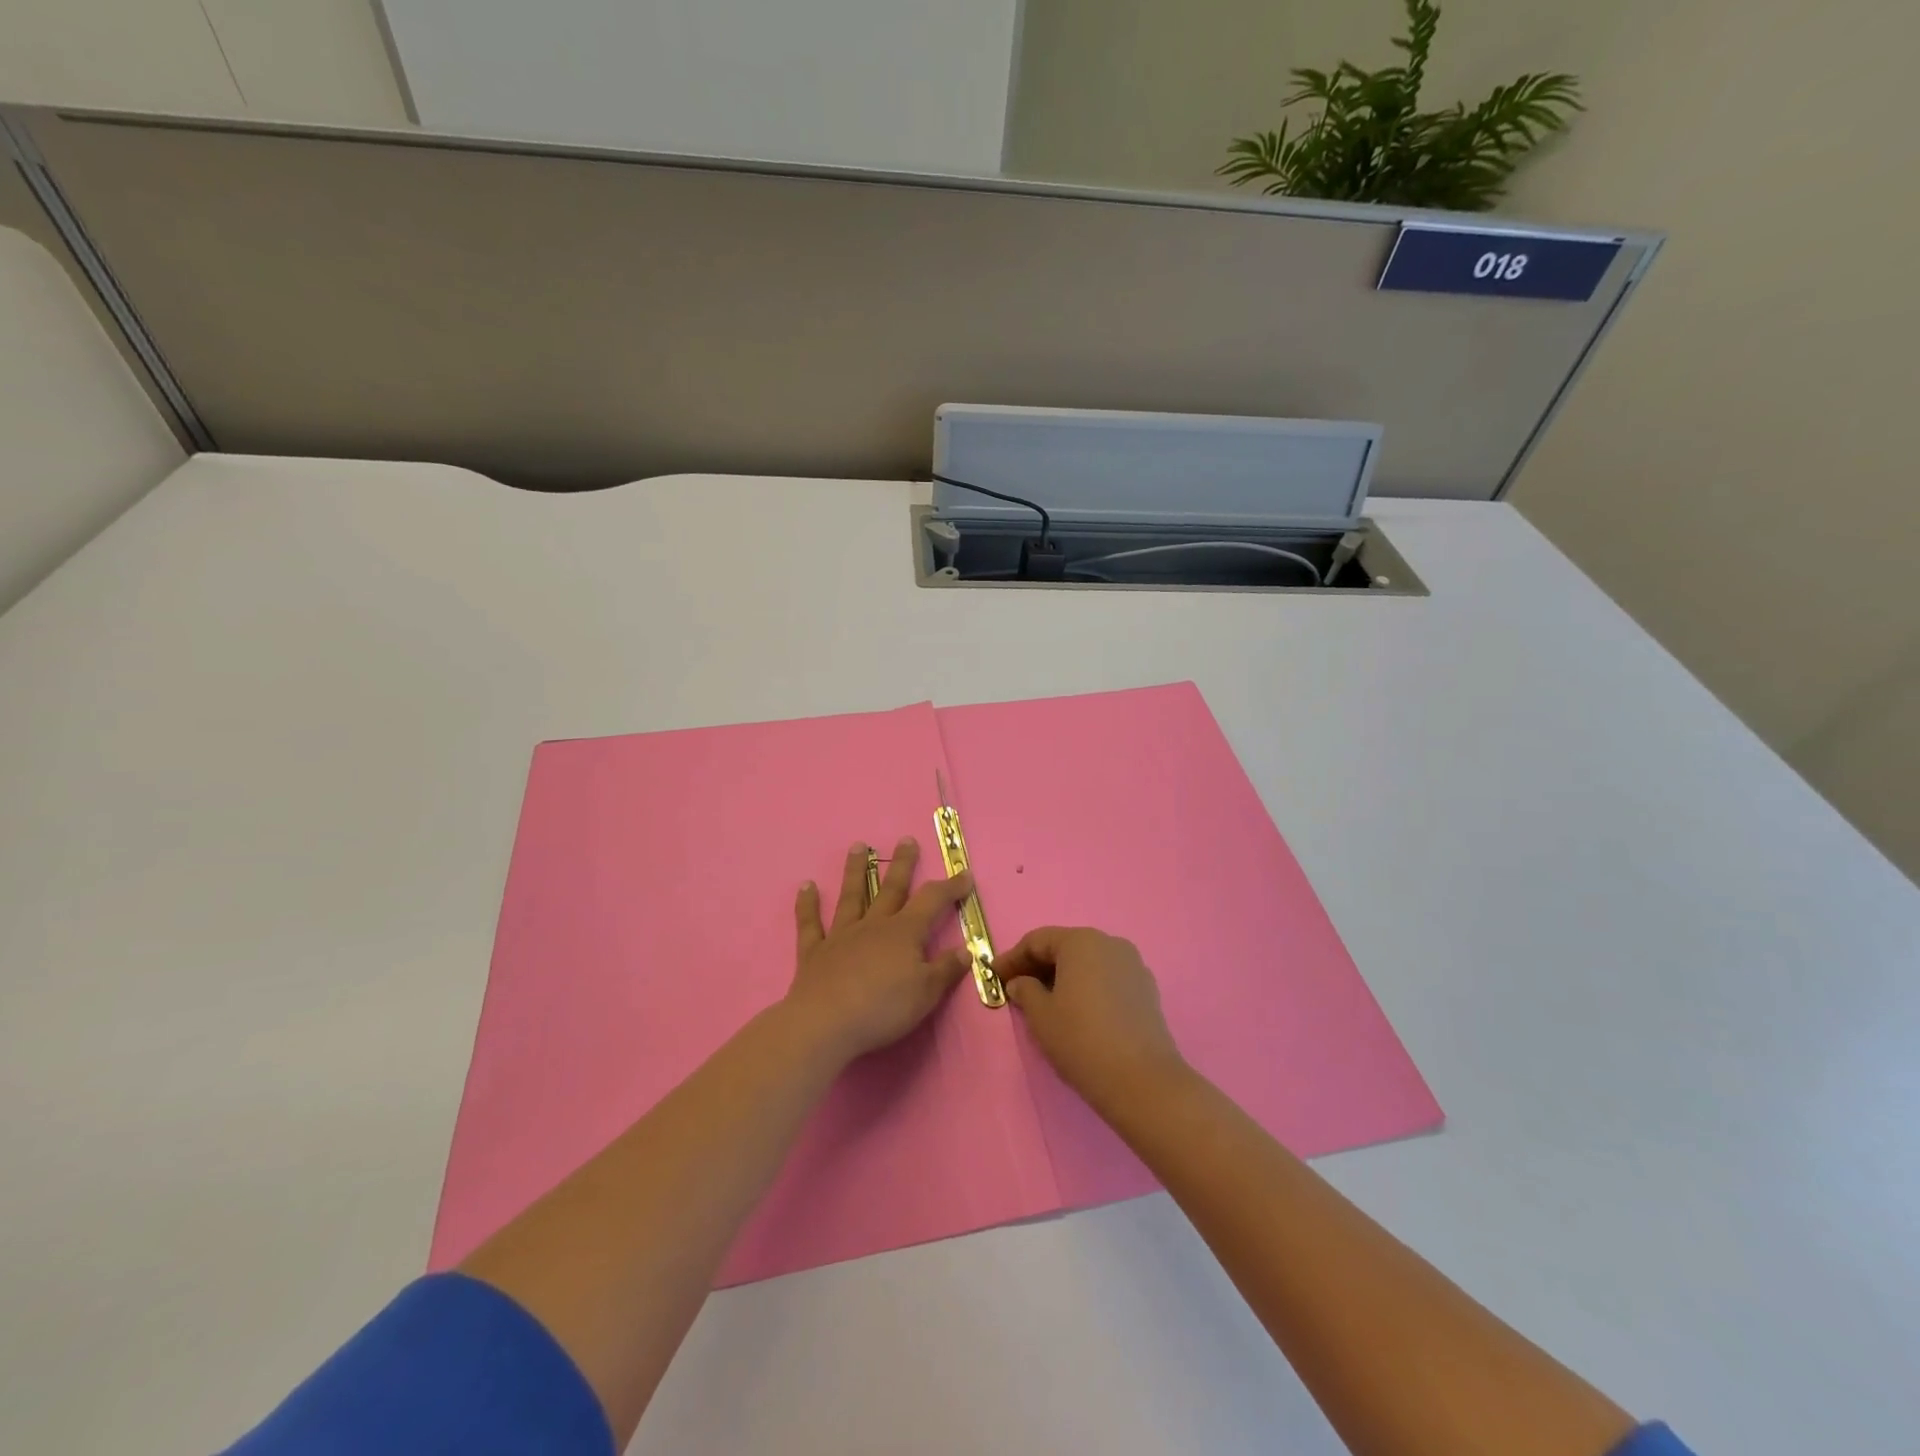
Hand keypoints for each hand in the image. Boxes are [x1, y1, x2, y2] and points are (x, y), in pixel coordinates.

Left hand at [786, 838, 973, 1064]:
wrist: (825, 1024)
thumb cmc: (883, 1009)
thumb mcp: (926, 994)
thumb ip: (946, 970)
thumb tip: (965, 950)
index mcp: (904, 933)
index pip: (932, 901)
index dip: (950, 887)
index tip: (964, 874)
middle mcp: (873, 926)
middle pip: (891, 889)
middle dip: (902, 864)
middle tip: (907, 839)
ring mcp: (841, 936)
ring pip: (851, 896)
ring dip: (855, 870)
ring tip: (858, 846)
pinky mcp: (814, 953)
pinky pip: (811, 924)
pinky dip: (807, 905)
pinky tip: (806, 886)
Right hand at [999, 927, 1186, 1112]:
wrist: (1142, 1080)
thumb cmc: (1081, 1039)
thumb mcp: (1041, 1016)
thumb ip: (1025, 991)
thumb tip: (1020, 983)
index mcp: (1081, 941)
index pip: (1037, 940)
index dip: (1012, 958)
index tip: (994, 976)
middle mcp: (1109, 943)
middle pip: (1065, 947)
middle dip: (1038, 965)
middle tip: (1015, 987)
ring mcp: (1132, 965)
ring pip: (1088, 963)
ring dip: (1063, 976)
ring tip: (1044, 1000)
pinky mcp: (1146, 989)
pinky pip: (1107, 978)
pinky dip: (1087, 987)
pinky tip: (1076, 1010)